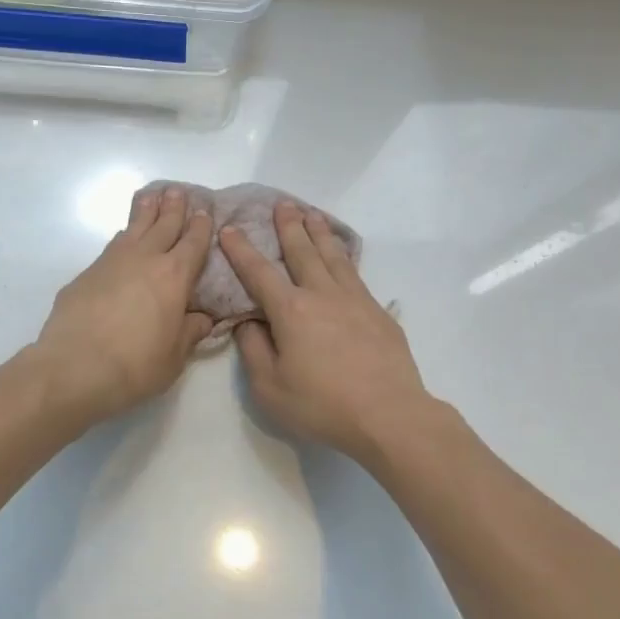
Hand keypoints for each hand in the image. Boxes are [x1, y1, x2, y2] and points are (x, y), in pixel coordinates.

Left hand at [32, 186, 214, 423]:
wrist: (74, 367)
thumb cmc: (135, 365)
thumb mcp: (175, 357)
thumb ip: (190, 332)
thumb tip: (202, 319)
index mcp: (174, 276)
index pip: (193, 243)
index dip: (201, 227)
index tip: (205, 212)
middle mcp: (144, 259)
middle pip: (163, 225)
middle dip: (174, 208)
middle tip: (179, 191)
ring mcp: (111, 262)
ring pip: (133, 228)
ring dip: (145, 212)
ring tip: (151, 197)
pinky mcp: (86, 274)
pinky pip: (111, 246)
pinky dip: (123, 236)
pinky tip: (122, 238)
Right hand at [220, 201, 431, 463]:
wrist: (389, 414)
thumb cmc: (322, 405)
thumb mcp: (270, 387)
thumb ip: (253, 350)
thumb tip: (248, 322)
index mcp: (291, 311)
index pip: (259, 273)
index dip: (241, 250)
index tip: (230, 229)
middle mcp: (322, 294)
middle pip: (302, 252)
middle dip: (288, 227)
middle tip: (282, 204)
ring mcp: (354, 300)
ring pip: (333, 256)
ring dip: (319, 233)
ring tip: (312, 214)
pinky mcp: (377, 312)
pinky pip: (356, 273)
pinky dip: (345, 256)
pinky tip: (344, 255)